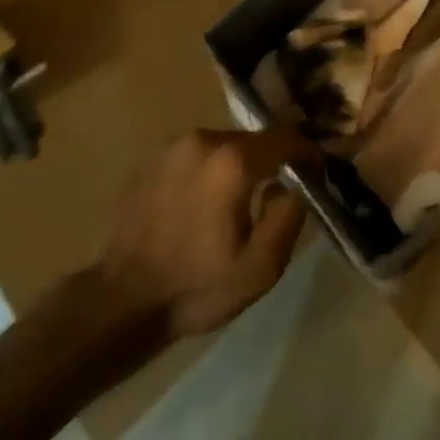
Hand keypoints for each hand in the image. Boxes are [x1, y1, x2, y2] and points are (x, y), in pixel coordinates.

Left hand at [99, 127, 312, 341]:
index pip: (286, 138)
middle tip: (278, 193)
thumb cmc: (197, 287)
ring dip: (238, 166)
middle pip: (254, 140)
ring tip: (238, 202)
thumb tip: (295, 182)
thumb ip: (290, 214)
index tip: (317, 172)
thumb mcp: (262, 266)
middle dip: (271, 162)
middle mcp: (203, 139)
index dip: (308, 153)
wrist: (122, 301)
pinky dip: (209, 171)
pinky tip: (202, 205)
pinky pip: (196, 155)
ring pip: (224, 146)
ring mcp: (172, 145)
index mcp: (233, 161)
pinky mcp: (151, 157)